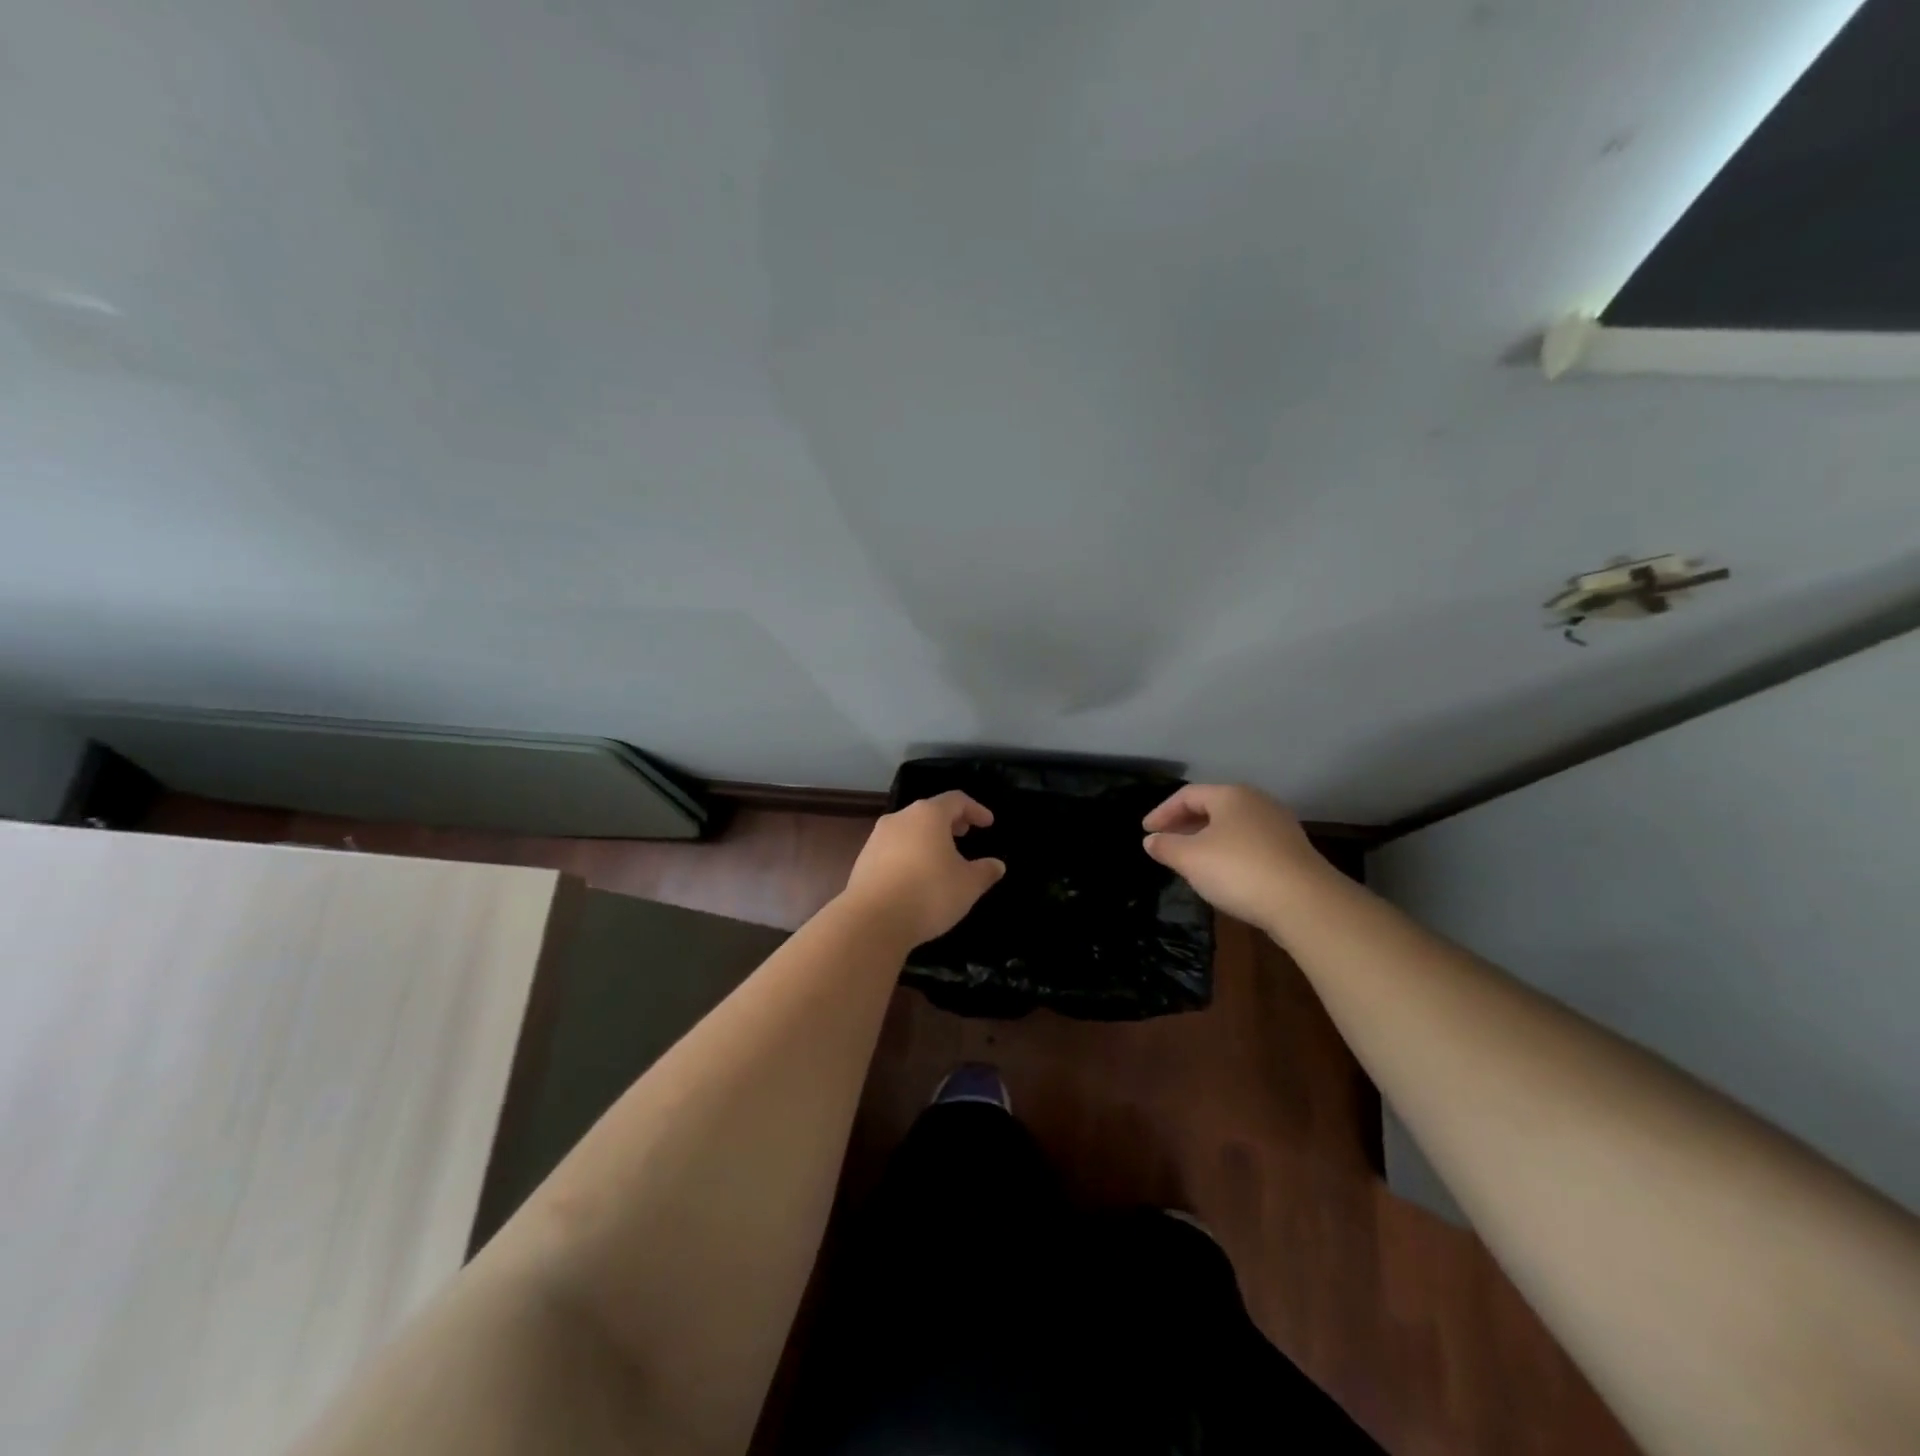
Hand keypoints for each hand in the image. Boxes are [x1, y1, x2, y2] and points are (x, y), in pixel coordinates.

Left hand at [841, 791, 1005, 946]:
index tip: (988, 823)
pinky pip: (893, 848)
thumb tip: (997, 865)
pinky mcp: (863, 859)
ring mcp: (877, 838)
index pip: (956, 800)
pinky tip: (916, 876)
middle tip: (964, 833)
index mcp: (928, 815)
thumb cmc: (928, 894)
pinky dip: (909, 853)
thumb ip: (985, 871)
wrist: (872, 921)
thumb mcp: (968, 885)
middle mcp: (900, 818)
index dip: (975, 809)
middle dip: (950, 821)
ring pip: (909, 829)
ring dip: (927, 838)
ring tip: (941, 857)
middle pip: (929, 811)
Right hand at [1142, 783, 1335, 931]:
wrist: (1305, 903)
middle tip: (1166, 842)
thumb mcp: (1190, 859)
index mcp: (1231, 795)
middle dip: (1185, 824)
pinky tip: (1223, 873)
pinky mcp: (1292, 851)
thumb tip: (1152, 840)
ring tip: (1190, 859)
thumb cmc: (1239, 870)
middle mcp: (1257, 802)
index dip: (1162, 812)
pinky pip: (1250, 843)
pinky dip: (1228, 851)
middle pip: (1212, 807)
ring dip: (1207, 838)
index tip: (1146, 831)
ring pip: (1232, 826)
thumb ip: (1166, 846)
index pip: (1187, 795)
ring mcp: (1279, 826)